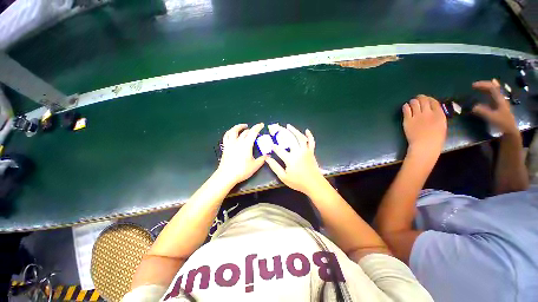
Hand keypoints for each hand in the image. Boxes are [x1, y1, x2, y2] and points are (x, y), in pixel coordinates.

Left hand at [216, 123, 266, 184]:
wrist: (226, 176)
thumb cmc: (242, 170)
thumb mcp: (255, 166)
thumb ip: (262, 159)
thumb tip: (268, 156)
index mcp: (246, 145)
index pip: (253, 132)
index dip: (258, 127)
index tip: (262, 125)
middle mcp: (238, 142)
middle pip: (244, 132)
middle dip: (251, 129)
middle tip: (255, 131)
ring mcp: (230, 144)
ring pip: (233, 131)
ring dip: (239, 127)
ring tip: (243, 126)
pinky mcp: (225, 147)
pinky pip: (226, 136)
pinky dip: (230, 132)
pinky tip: (232, 133)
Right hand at [265, 124, 325, 194]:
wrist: (315, 184)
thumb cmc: (298, 182)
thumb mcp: (284, 177)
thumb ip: (275, 167)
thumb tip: (267, 159)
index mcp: (290, 159)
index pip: (279, 150)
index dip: (273, 146)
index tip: (269, 143)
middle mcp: (298, 152)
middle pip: (290, 139)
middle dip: (282, 132)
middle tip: (277, 127)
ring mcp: (306, 151)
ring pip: (300, 137)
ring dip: (294, 130)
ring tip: (288, 126)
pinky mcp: (311, 152)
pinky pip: (311, 142)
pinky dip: (309, 135)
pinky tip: (307, 130)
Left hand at [403, 95, 446, 157]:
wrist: (424, 145)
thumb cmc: (435, 139)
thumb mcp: (442, 126)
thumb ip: (438, 117)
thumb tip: (433, 112)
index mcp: (439, 114)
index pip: (434, 102)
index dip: (429, 99)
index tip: (427, 99)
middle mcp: (428, 113)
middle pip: (424, 100)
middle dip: (420, 98)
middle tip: (418, 98)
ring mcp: (417, 115)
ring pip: (414, 103)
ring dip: (413, 101)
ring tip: (411, 102)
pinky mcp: (408, 119)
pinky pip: (406, 109)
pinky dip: (406, 106)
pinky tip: (406, 107)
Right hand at [472, 79, 518, 135]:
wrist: (510, 130)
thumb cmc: (502, 123)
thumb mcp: (492, 117)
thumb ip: (483, 111)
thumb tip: (473, 107)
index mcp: (499, 99)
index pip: (492, 88)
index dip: (483, 85)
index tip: (473, 85)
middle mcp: (500, 98)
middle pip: (493, 88)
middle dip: (484, 85)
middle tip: (474, 85)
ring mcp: (500, 102)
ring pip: (493, 92)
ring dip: (486, 88)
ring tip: (478, 87)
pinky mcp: (498, 106)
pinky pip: (492, 96)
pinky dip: (487, 93)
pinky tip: (484, 94)